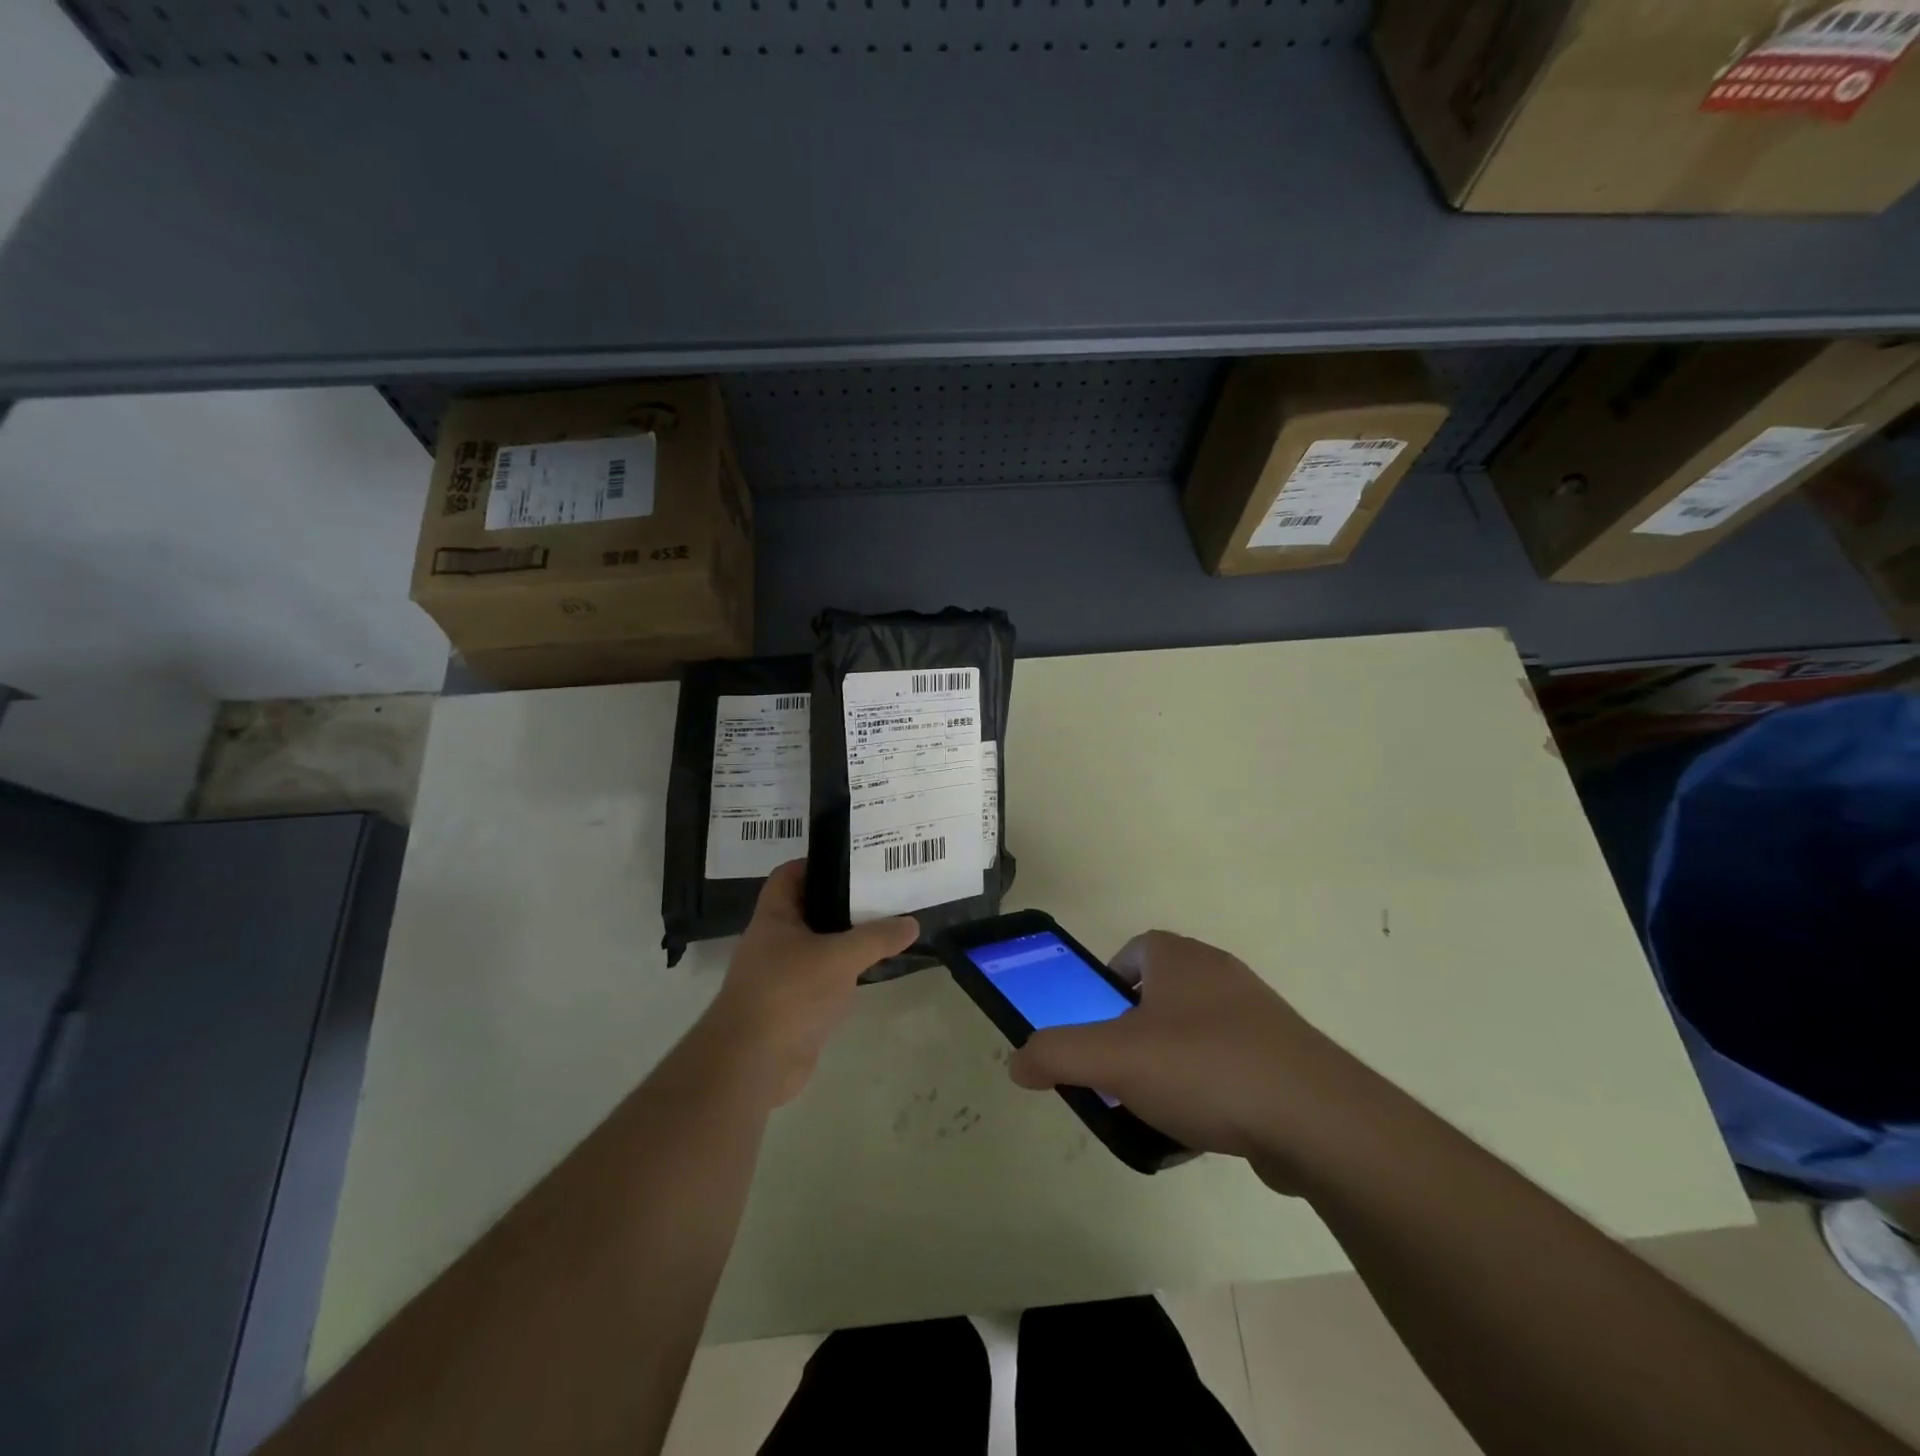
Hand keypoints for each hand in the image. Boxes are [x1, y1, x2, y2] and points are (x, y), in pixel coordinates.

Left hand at [698, 861, 917, 1106]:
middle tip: (884, 891)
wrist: (753, 1063)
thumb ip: (877, 937)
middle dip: (843, 901)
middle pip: (810, 909)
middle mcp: (775, 941)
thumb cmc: (789, 993)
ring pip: (820, 946)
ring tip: (888, 924)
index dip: (817, 863)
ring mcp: (784, 975)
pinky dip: (847, 973)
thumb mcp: (839, 957)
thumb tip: (912, 922)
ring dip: (848, 939)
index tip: (855, 861)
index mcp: (774, 918)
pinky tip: (875, 969)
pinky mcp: (796, 1006)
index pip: (790, 875)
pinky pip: (825, 979)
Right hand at [1007, 931, 1364, 1188]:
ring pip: (1196, 1031)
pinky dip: (1211, 1088)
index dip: (1106, 984)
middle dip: (1135, 1029)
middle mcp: (1219, 973)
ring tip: (1158, 1106)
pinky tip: (1204, 1127)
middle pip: (1161, 993)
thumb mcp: (1114, 1060)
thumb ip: (1057, 1054)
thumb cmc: (1204, 1068)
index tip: (1097, 1026)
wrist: (1316, 1119)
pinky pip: (1231, 1063)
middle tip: (1120, 1071)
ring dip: (1172, 1061)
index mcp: (1179, 958)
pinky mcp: (1286, 1056)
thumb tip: (1017, 1062)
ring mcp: (1258, 1014)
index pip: (1132, 951)